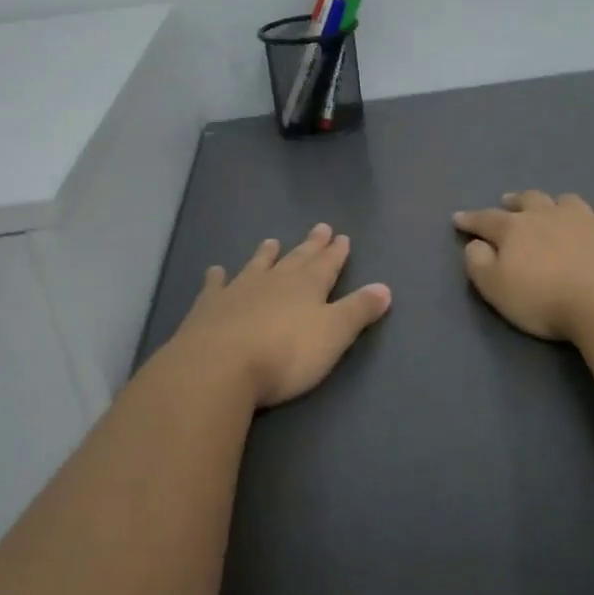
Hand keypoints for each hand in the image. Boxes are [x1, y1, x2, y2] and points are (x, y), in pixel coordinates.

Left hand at [167, 223, 391, 407]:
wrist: (219, 366)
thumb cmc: (285, 354)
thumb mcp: (334, 334)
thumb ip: (358, 310)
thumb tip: (384, 287)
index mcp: (308, 286)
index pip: (327, 264)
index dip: (336, 252)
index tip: (342, 237)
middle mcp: (275, 280)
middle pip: (296, 259)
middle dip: (311, 246)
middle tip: (320, 228)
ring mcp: (239, 290)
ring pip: (257, 266)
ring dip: (266, 255)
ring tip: (271, 242)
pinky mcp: (208, 307)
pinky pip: (215, 286)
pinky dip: (217, 278)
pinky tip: (215, 271)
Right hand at [453, 191, 593, 341]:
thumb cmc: (545, 299)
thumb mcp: (496, 288)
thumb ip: (479, 263)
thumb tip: (475, 244)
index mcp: (515, 228)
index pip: (486, 219)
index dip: (470, 219)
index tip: (458, 218)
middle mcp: (547, 214)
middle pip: (528, 199)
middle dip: (514, 201)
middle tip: (508, 202)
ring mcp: (584, 218)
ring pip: (565, 201)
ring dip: (554, 204)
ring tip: (552, 209)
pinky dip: (590, 219)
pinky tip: (593, 226)